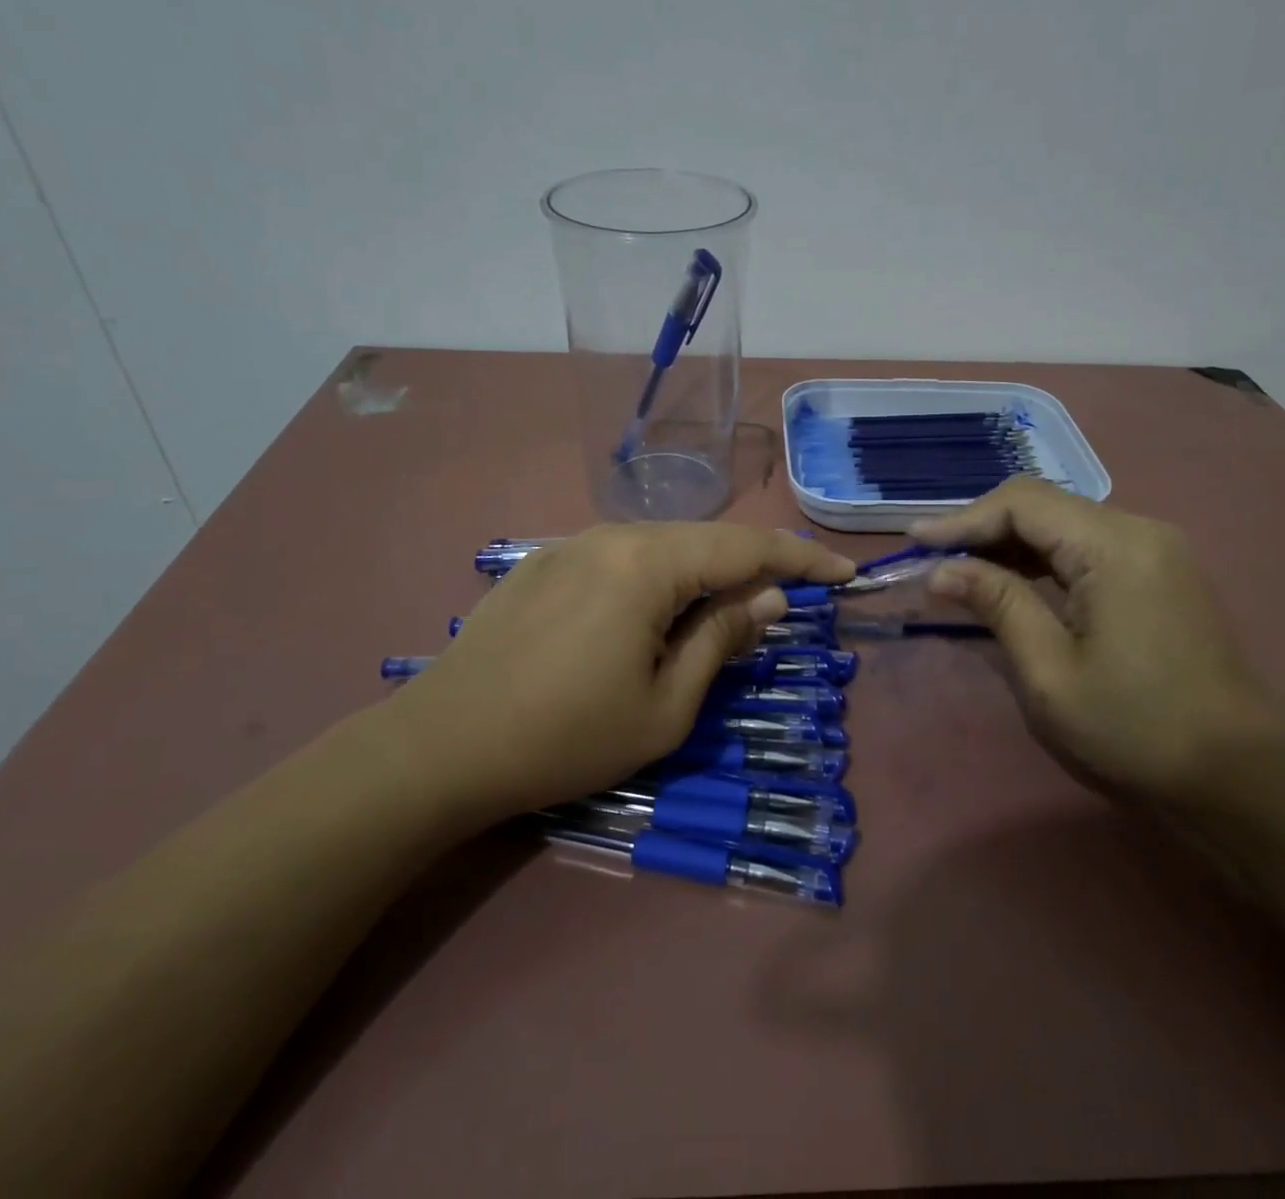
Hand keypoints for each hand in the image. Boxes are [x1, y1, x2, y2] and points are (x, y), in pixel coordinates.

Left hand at [391, 525, 855, 815]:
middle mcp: (611, 535)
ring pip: (660, 548)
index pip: (747, 547)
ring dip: (701, 576)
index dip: (802, 559)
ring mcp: (571, 545)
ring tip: (723, 614)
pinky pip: (620, 560)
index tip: (844, 574)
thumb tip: (769, 600)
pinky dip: (655, 581)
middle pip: (704, 541)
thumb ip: (721, 640)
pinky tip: (651, 617)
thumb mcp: (665, 706)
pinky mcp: (542, 565)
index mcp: (648, 563)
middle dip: (751, 569)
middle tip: (787, 603)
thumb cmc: (565, 737)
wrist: (440, 747)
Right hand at [911, 480, 1284, 800]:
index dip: (962, 519)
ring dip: (1009, 543)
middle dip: (982, 528)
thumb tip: (941, 570)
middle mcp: (1137, 530)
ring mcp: (1154, 549)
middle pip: (1042, 504)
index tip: (915, 542)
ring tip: (960, 571)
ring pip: (1063, 523)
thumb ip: (996, 605)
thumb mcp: (1050, 672)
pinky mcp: (1158, 572)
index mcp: (1113, 546)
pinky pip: (1085, 546)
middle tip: (933, 560)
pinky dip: (1041, 558)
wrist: (1244, 776)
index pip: (1022, 503)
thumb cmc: (1138, 728)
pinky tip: (1011, 582)